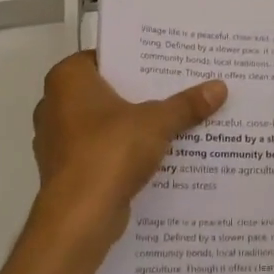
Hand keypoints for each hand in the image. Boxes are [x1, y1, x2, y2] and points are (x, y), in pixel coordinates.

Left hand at [32, 52, 225, 252]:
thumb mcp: (156, 122)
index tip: (167, 62)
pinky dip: (123, 151)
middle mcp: (54, 104)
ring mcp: (57, 139)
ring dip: (132, 124)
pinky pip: (101, 150)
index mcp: (67, 80)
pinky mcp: (67, 169)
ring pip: (104, 123)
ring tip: (174, 120)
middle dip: (139, 93)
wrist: (79, 217)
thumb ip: (186, 104)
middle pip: (106, 90)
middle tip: (178, 87)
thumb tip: (220, 87)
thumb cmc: (110, 152)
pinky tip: (155, 154)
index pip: (105, 56)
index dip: (136, 58)